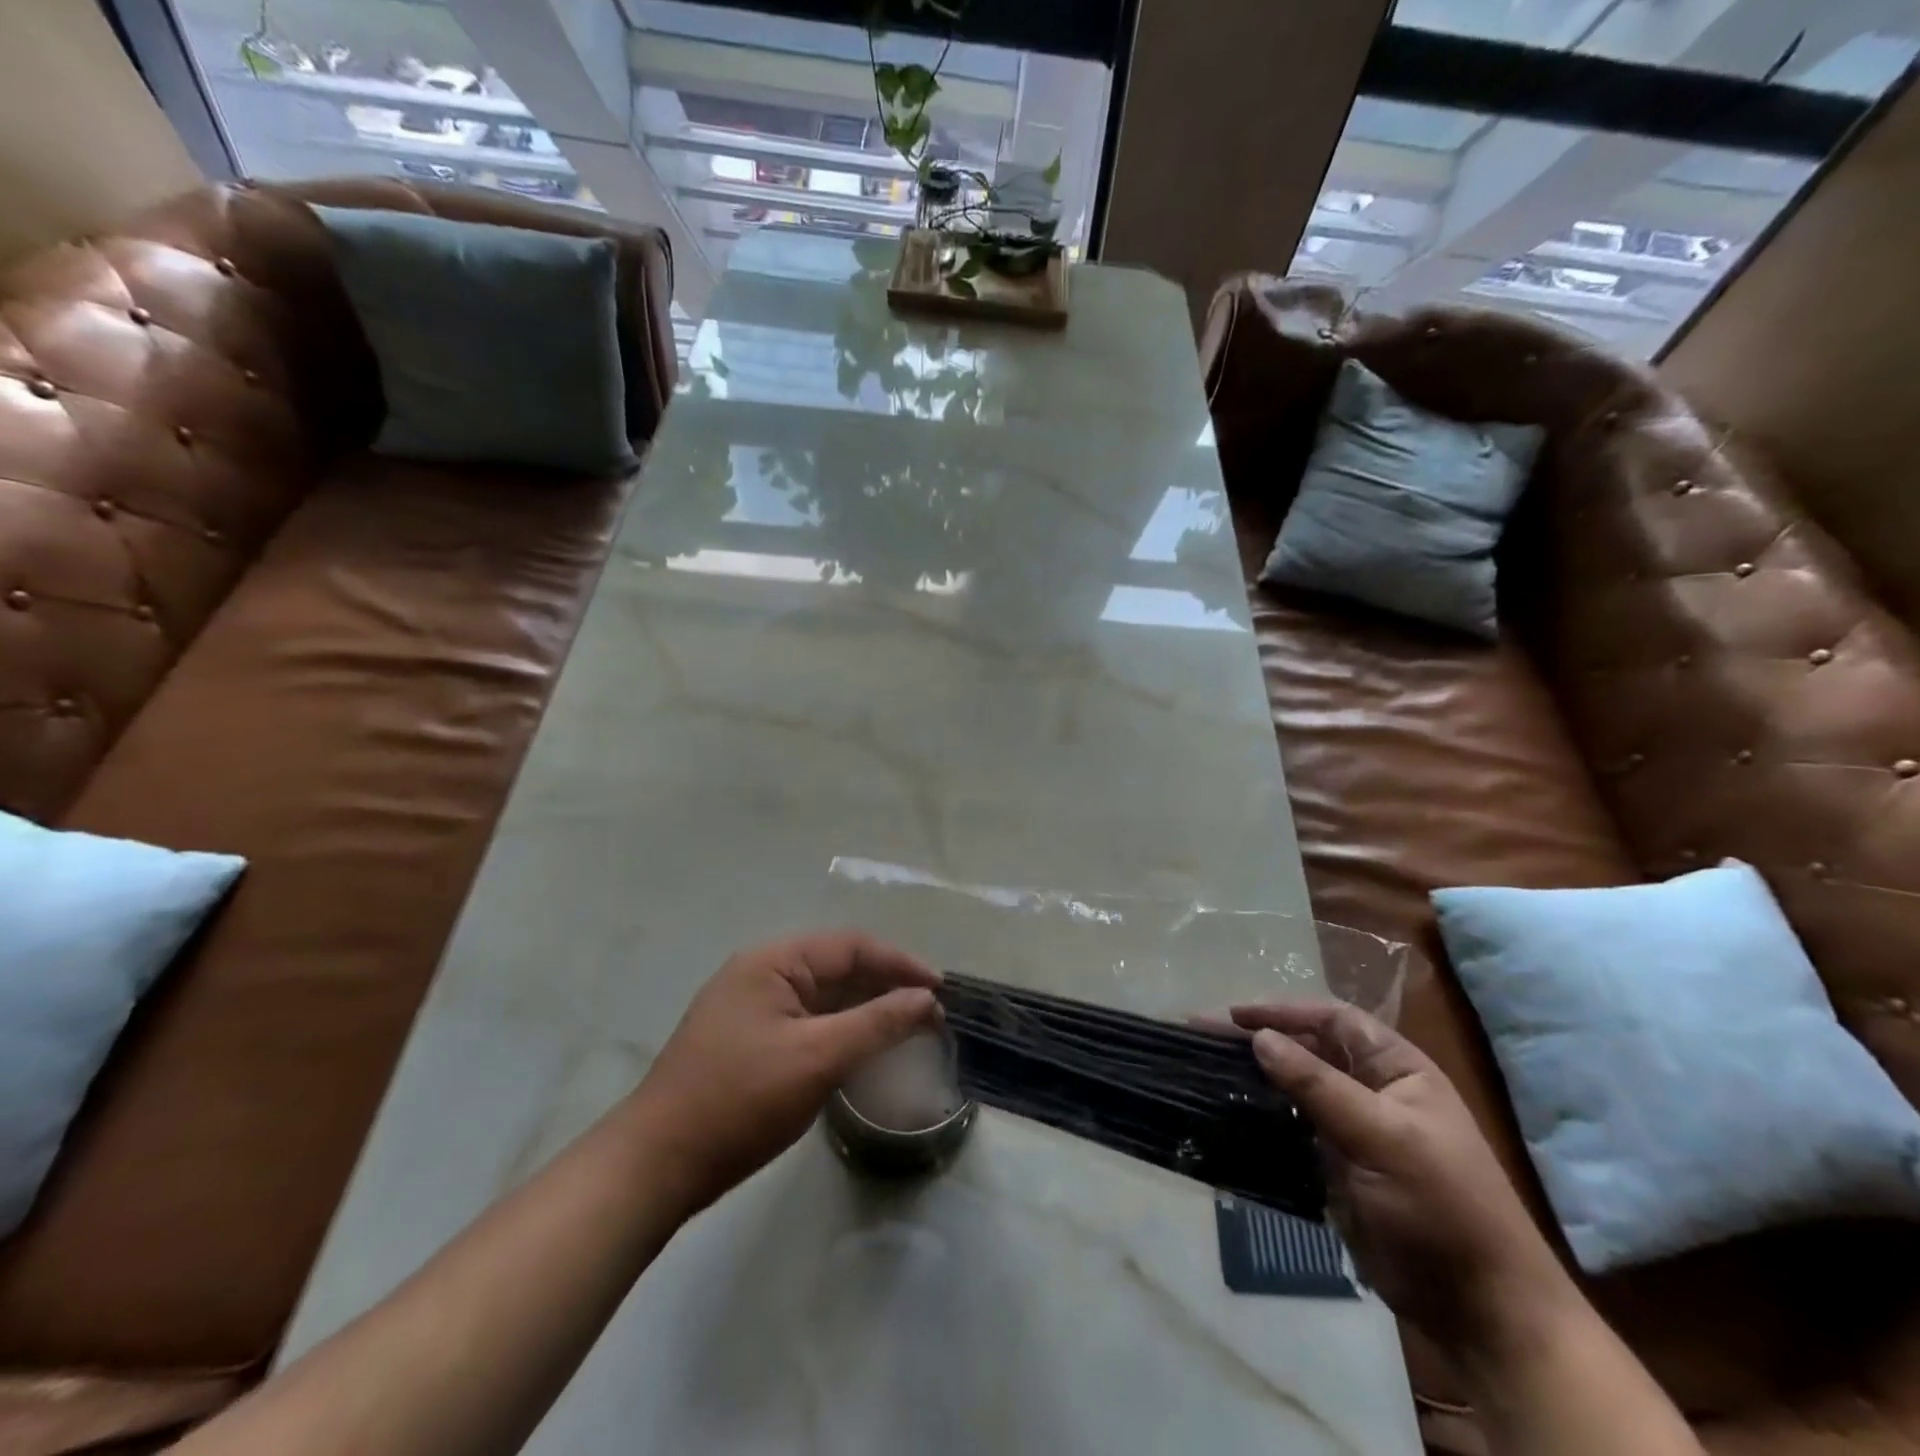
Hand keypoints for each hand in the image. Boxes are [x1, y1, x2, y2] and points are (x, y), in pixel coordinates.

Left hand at [631, 932, 941, 1216]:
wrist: (656, 1166)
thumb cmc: (740, 1101)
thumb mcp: (817, 1058)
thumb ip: (877, 1023)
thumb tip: (927, 999)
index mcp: (773, 962)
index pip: (851, 946)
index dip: (900, 963)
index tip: (940, 990)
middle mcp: (762, 973)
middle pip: (838, 967)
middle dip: (885, 986)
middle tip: (929, 1013)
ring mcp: (752, 1007)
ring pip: (824, 997)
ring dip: (865, 1010)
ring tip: (906, 1030)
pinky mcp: (749, 1041)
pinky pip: (808, 1022)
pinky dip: (840, 1031)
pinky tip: (863, 1051)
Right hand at [1232, 1001, 1575, 1353]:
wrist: (1480, 1310)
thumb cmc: (1442, 1206)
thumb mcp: (1383, 1136)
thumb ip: (1318, 1085)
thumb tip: (1260, 1038)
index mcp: (1398, 1070)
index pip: (1333, 1020)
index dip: (1285, 1012)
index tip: (1235, 1016)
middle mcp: (1373, 1091)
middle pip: (1307, 1050)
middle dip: (1259, 1041)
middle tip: (1203, 1037)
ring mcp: (1353, 1130)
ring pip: (1294, 1090)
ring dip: (1254, 1078)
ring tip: (1206, 1069)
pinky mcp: (1336, 1167)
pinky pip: (1291, 1129)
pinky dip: (1261, 1119)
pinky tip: (1228, 1113)